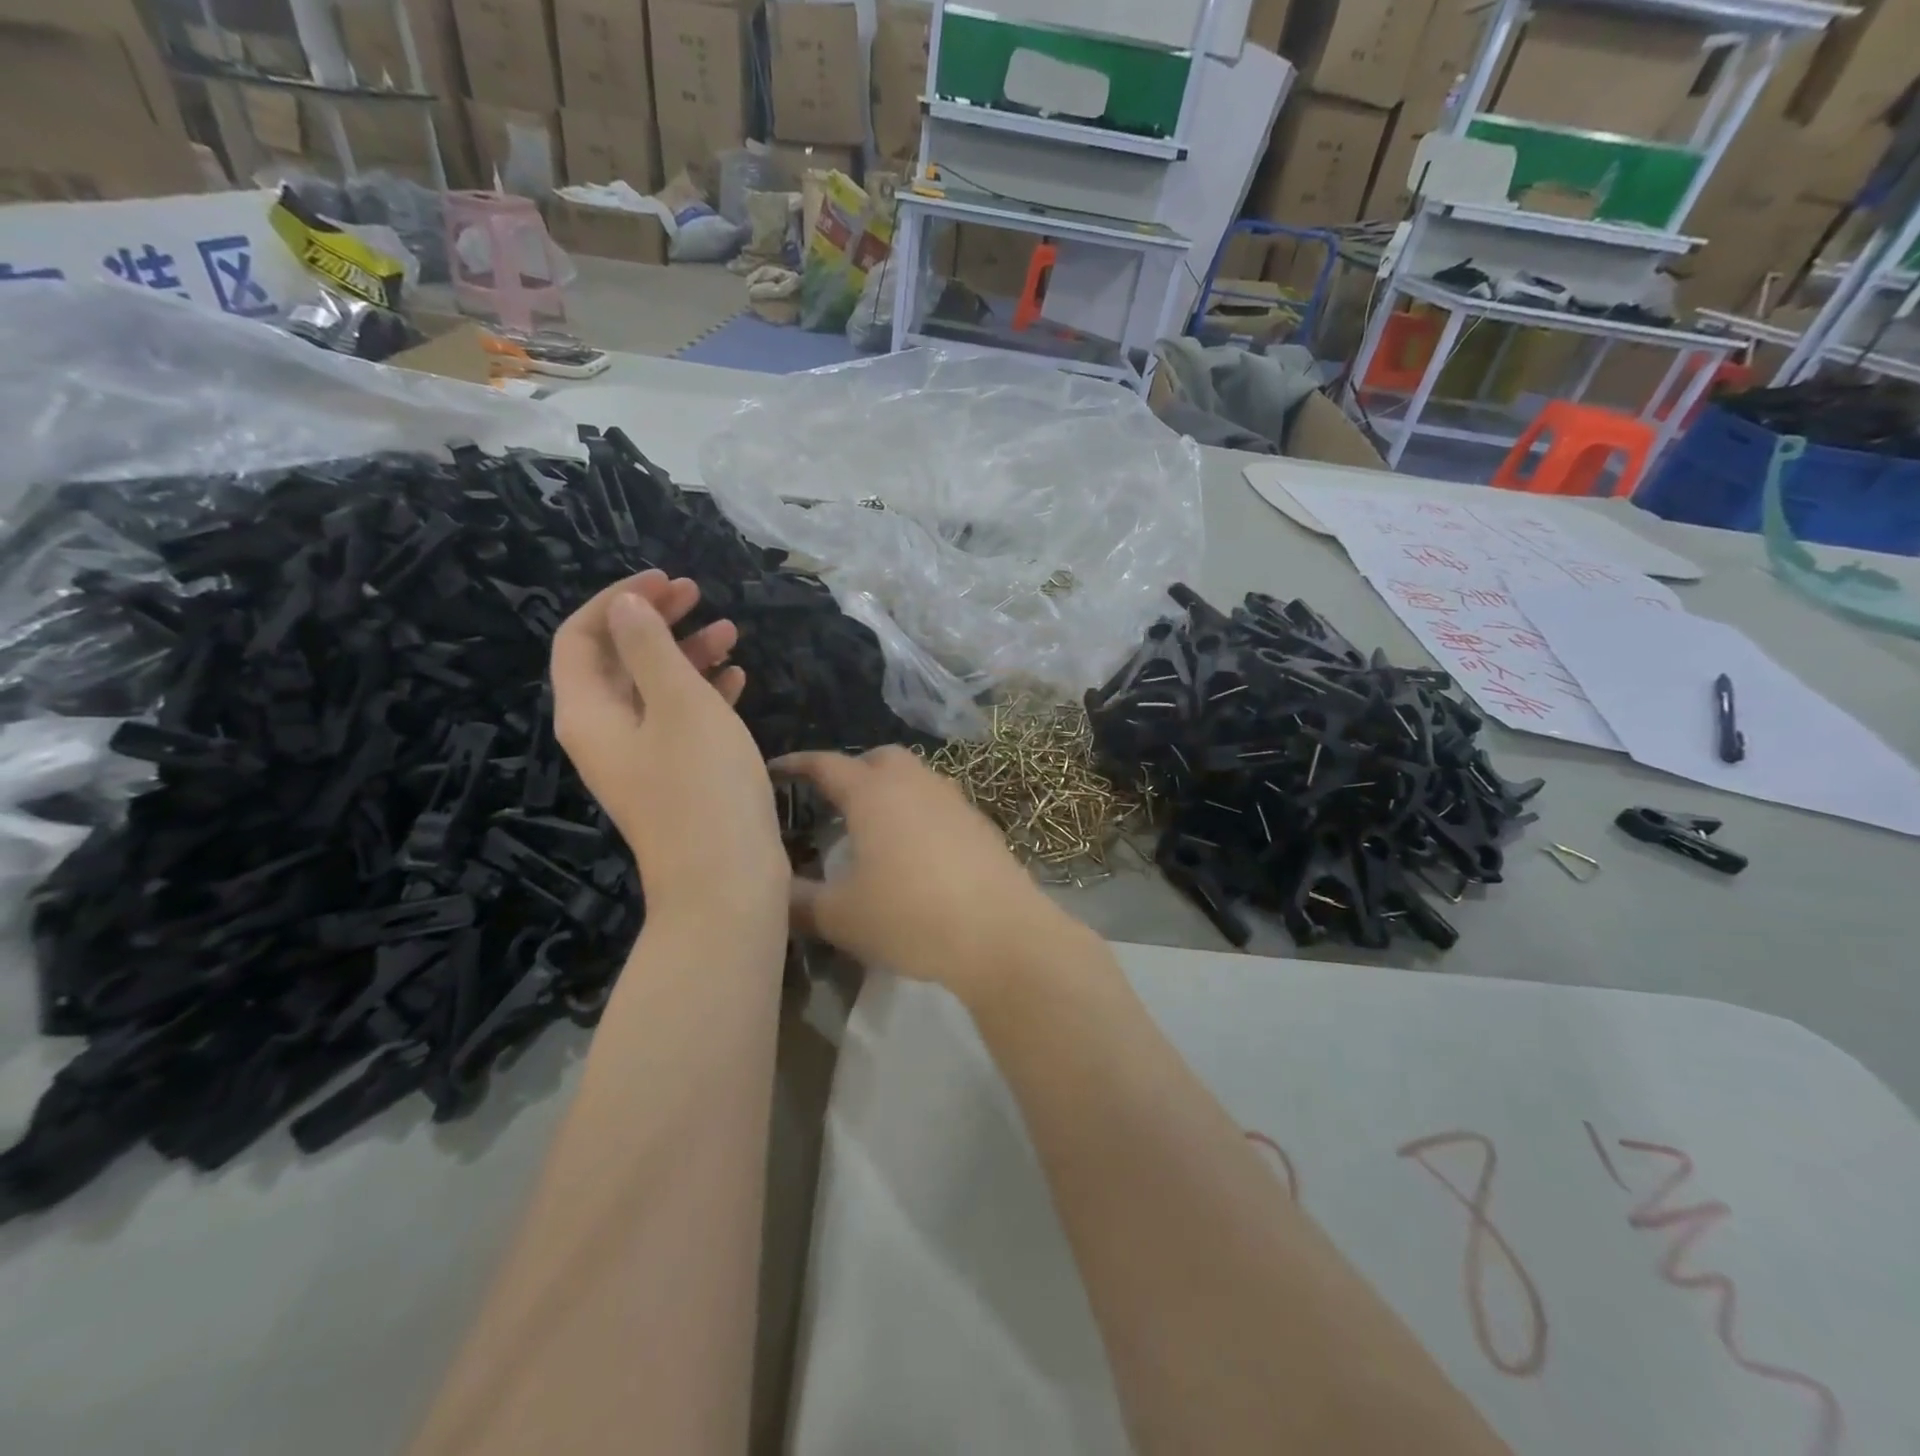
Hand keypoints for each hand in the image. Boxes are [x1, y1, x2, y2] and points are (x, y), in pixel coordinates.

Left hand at [551, 571, 786, 928]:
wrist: (725, 881)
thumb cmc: (702, 784)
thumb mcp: (678, 703)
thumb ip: (648, 648)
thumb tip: (624, 606)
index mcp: (589, 712)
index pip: (580, 637)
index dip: (617, 601)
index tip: (665, 581)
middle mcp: (605, 733)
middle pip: (617, 660)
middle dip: (654, 621)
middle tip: (697, 594)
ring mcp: (641, 759)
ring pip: (654, 689)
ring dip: (687, 654)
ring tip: (731, 631)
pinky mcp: (674, 777)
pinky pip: (680, 720)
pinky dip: (704, 693)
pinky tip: (737, 678)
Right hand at [775, 747, 1085, 1003]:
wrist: (1000, 933)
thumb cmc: (910, 916)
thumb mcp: (840, 917)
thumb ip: (798, 901)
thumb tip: (771, 892)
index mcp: (874, 794)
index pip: (827, 765)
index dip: (797, 764)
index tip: (775, 770)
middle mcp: (915, 784)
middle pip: (879, 758)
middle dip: (853, 770)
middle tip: (833, 801)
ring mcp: (954, 800)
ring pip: (915, 777)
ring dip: (891, 790)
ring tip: (873, 826)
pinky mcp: (980, 824)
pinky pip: (939, 803)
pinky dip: (919, 812)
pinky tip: (916, 850)